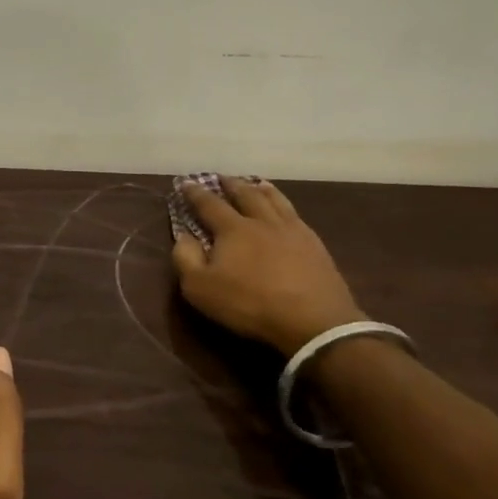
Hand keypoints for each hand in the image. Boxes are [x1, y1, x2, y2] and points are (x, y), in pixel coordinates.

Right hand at [169, 176, 365, 356]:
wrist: (313, 320)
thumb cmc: (250, 304)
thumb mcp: (201, 288)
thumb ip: (186, 259)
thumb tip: (183, 236)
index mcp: (233, 229)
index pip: (210, 204)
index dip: (196, 193)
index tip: (186, 183)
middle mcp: (262, 221)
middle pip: (245, 194)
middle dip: (230, 184)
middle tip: (222, 177)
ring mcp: (292, 230)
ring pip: (274, 200)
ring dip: (261, 189)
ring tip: (256, 183)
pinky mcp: (314, 244)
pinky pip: (296, 214)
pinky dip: (285, 204)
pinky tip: (287, 210)